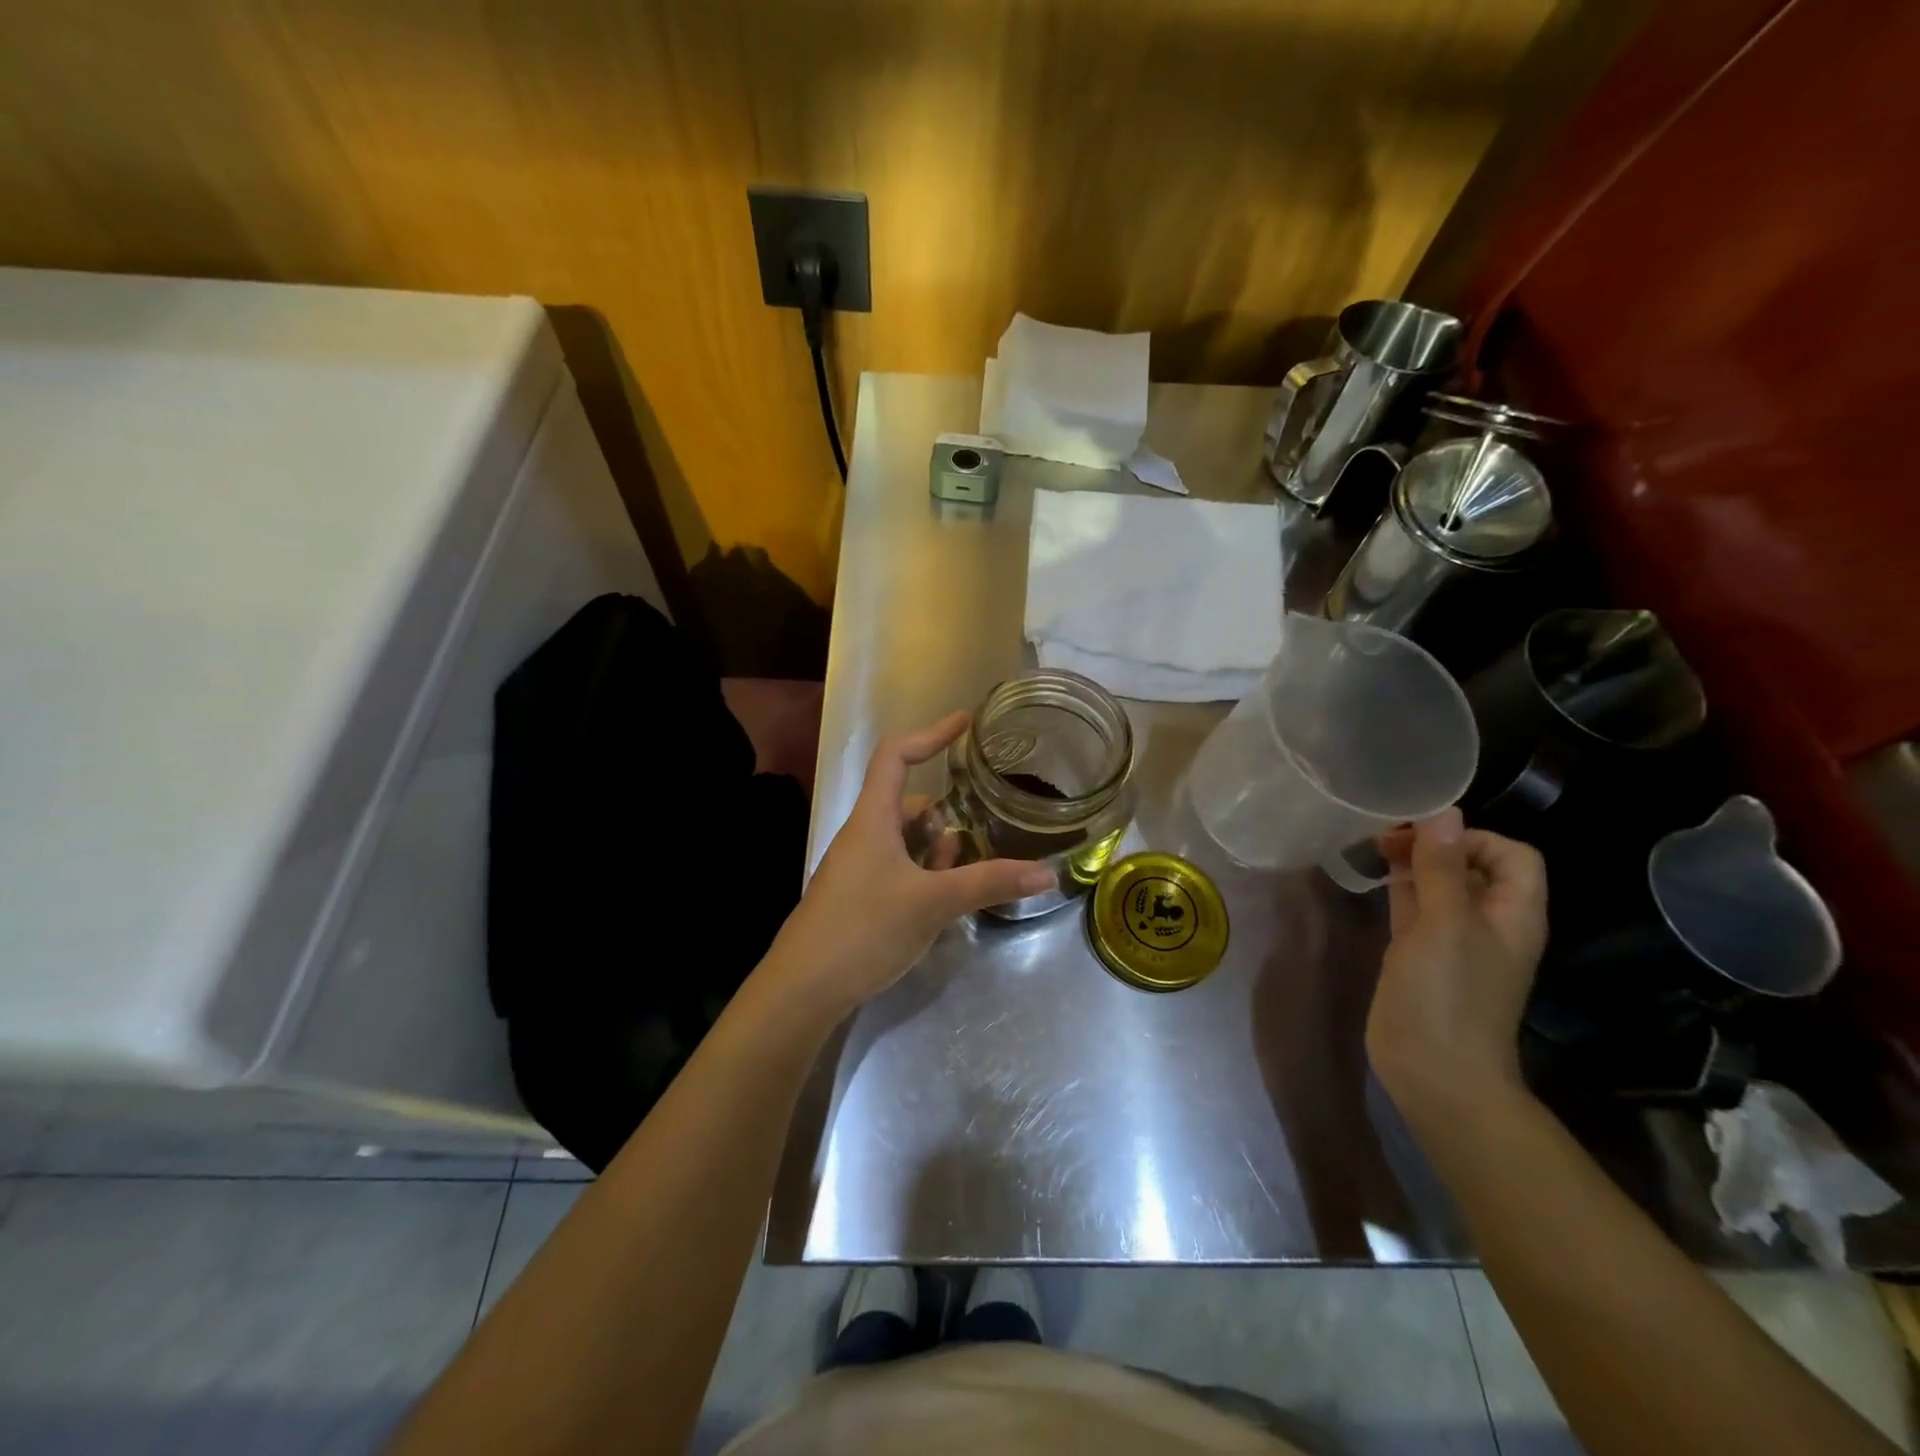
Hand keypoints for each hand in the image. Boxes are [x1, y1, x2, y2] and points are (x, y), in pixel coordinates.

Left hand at [762, 712, 1054, 1019]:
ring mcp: (858, 867)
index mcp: (873, 819)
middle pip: (908, 804)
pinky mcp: (859, 896)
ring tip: (959, 881)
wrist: (804, 988)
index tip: (965, 724)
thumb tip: (1046, 873)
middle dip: (943, 820)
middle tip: (974, 844)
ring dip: (935, 853)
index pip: (896, 755)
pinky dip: (922, 876)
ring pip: (905, 842)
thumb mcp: (933, 903)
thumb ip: (989, 883)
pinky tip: (939, 905)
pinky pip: (898, 869)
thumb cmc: (864, 929)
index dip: (930, 734)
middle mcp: (863, 835)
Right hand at [1366, 808, 1547, 1119]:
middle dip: (1436, 845)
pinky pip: (1415, 910)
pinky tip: (1373, 879)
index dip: (1474, 838)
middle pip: (1472, 866)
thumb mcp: (1445, 923)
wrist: (1436, 1070)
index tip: (1427, 839)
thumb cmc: (1448, 993)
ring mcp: (1453, 941)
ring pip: (1439, 887)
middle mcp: (1488, 922)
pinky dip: (1398, 889)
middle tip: (1386, 837)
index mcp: (1513, 913)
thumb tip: (1444, 812)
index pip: (1512, 855)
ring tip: (1374, 848)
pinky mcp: (1420, 955)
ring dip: (1414, 865)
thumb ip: (1442, 867)